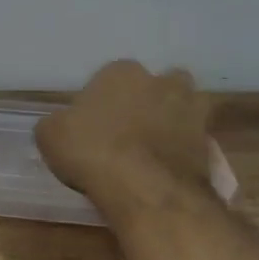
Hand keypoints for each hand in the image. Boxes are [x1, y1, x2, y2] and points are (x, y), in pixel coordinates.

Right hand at [35, 60, 213, 211]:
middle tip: (126, 131)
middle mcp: (161, 81)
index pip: (109, 77)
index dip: (100, 100)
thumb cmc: (91, 151)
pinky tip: (164, 170)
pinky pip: (192, 141)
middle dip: (144, 102)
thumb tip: (63, 125)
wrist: (145, 188)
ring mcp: (191, 110)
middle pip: (153, 86)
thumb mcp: (50, 135)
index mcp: (121, 71)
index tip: (92, 123)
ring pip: (181, 108)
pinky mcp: (209, 142)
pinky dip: (181, 151)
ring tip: (151, 150)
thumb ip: (58, 123)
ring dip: (170, 122)